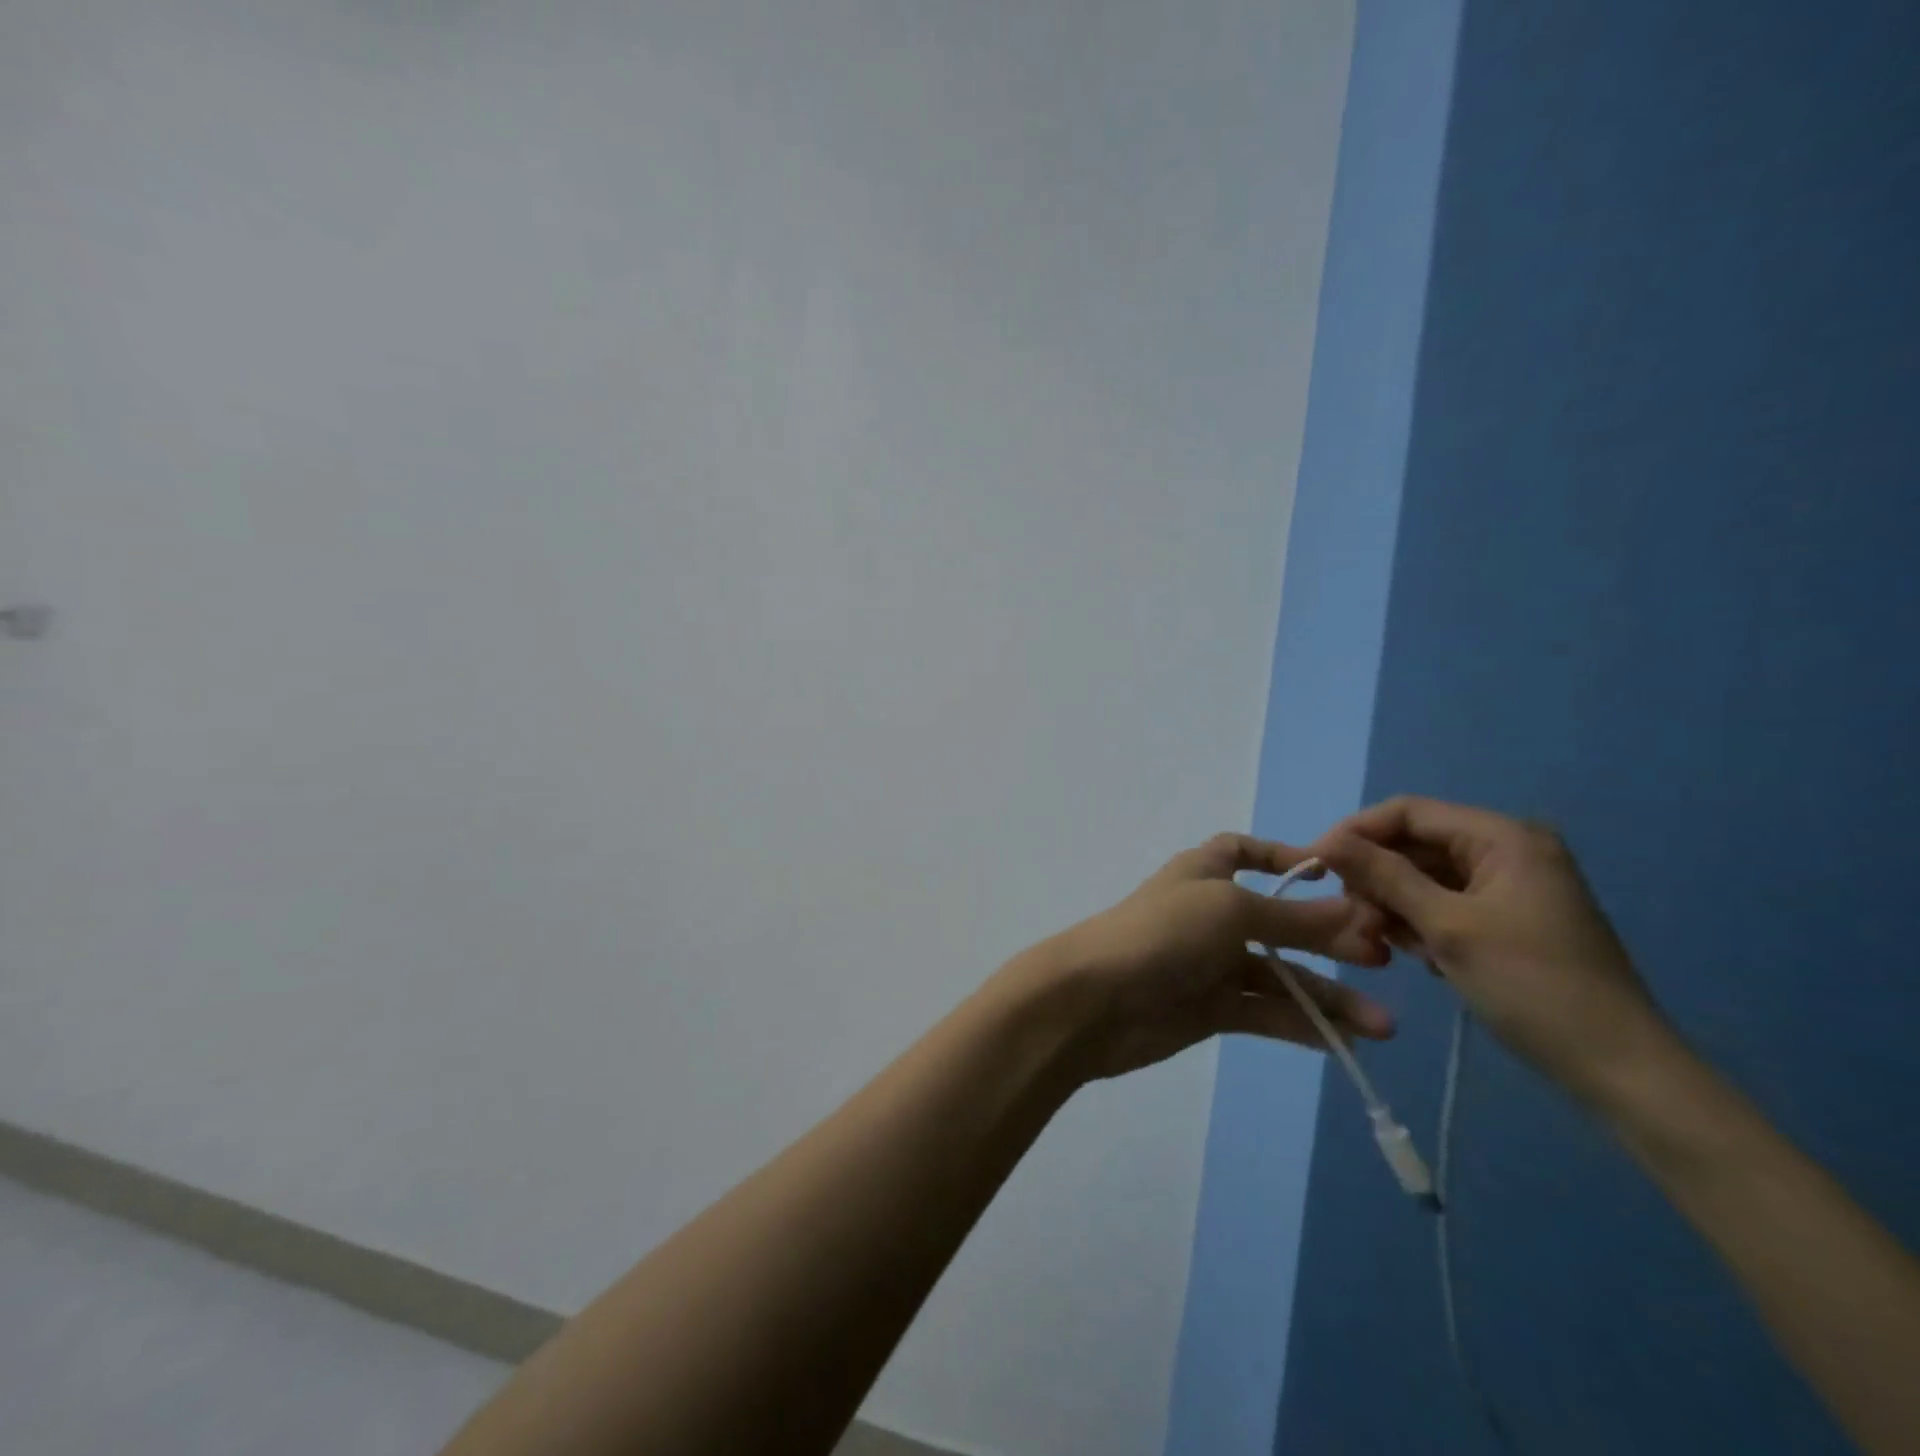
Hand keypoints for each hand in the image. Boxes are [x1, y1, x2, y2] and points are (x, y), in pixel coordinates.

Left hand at [1014, 833, 1395, 1082]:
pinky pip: (1264, 1012)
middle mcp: (1210, 913)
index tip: (1334, 876)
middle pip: (1280, 921)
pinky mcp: (1209, 1008)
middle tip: (1384, 961)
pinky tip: (1340, 1044)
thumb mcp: (1233, 911)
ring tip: (1382, 1027)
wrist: (1095, 1000)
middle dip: (1330, 939)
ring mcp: (1209, 962)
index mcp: (1205, 872)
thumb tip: (1360, 913)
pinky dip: (1299, 1025)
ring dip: (1328, 998)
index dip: (1284, 858)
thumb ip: (1297, 918)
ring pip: (1280, 976)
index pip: (1243, 852)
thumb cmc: (1163, 933)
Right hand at [1316, 796, 1671, 1098]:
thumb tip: (1325, 842)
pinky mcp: (1505, 919)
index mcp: (1502, 837)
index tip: (1315, 866)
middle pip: (1413, 844)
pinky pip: (1443, 904)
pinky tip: (1410, 954)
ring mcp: (1507, 886)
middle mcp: (1505, 850)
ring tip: (1377, 945)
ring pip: (1422, 877)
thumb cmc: (1533, 987)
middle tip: (1350, 920)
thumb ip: (1383, 876)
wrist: (1620, 1070)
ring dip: (1391, 905)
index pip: (1407, 812)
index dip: (1356, 832)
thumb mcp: (1447, 927)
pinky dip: (1417, 923)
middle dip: (1374, 877)